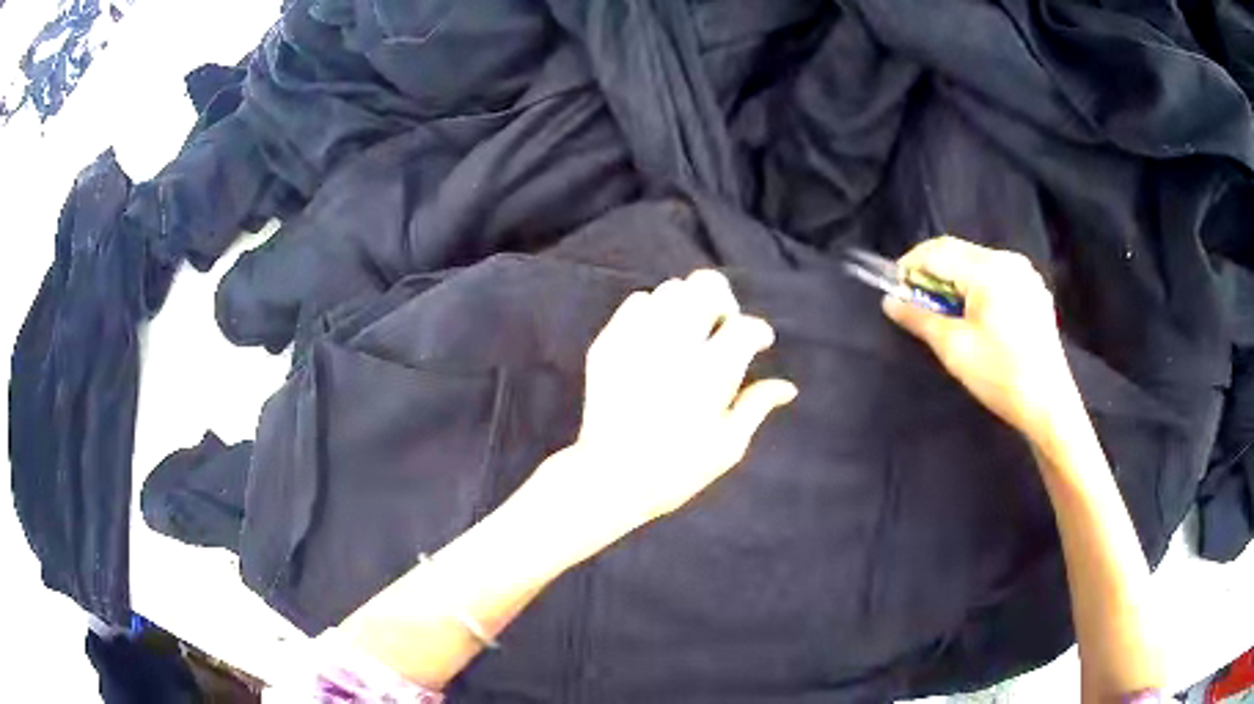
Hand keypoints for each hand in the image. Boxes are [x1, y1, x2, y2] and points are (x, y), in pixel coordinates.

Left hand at [531, 270, 796, 537]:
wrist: (609, 478)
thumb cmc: (677, 470)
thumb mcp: (727, 446)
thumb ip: (756, 406)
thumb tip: (787, 388)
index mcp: (710, 372)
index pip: (744, 327)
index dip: (758, 331)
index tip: (760, 343)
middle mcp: (675, 345)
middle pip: (706, 287)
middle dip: (724, 301)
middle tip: (724, 325)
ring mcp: (637, 340)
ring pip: (671, 290)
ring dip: (689, 303)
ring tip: (690, 331)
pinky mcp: (609, 343)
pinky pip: (636, 302)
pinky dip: (654, 310)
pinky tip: (658, 335)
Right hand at [882, 236, 1079, 441]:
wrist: (1048, 404)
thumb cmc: (999, 377)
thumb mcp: (954, 349)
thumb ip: (919, 318)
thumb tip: (890, 301)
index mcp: (988, 271)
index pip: (937, 253)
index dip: (909, 266)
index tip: (894, 289)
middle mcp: (1008, 261)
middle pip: (957, 251)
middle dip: (931, 270)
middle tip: (915, 300)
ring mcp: (1025, 273)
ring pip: (976, 260)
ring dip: (953, 277)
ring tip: (944, 309)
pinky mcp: (1034, 288)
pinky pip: (996, 273)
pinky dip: (976, 284)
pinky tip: (974, 312)